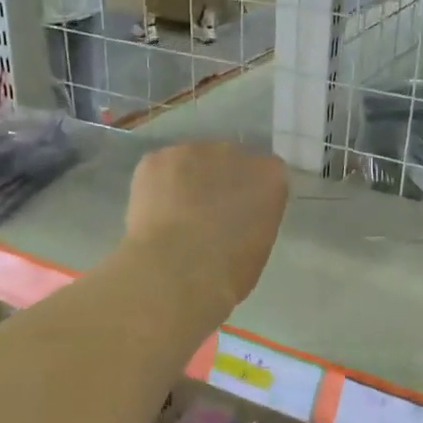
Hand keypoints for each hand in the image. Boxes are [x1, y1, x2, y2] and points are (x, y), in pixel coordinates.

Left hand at [125, 142, 288, 308]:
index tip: (240, 212)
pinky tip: (153, 212)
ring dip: (187, 180)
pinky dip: (156, 186)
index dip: (250, 192)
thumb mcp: (259, 246)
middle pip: (228, 159)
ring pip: (191, 160)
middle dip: (219, 180)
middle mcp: (234, 153)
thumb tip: (237, 218)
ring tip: (174, 214)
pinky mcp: (156, 159)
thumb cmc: (227, 271)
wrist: (176, 271)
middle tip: (205, 213)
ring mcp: (192, 151)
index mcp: (269, 176)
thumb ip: (254, 218)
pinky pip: (159, 168)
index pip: (266, 173)